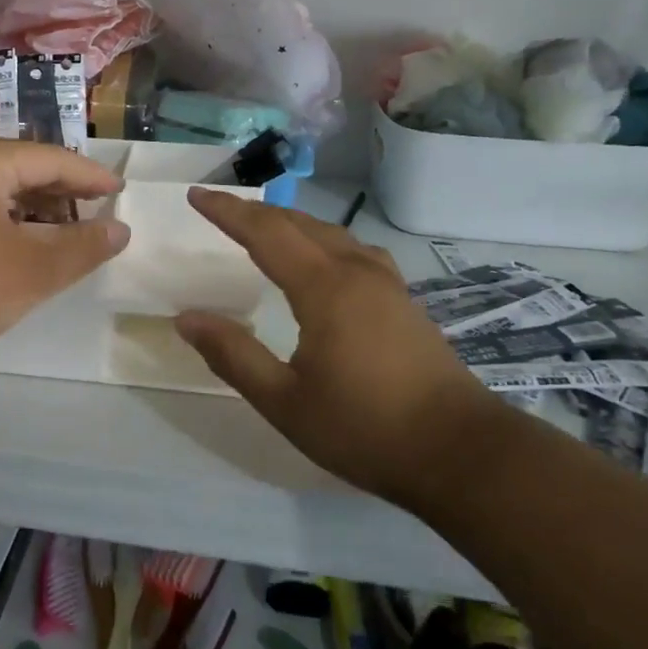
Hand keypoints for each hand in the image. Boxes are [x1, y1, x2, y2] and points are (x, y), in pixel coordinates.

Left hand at [0, 138, 129, 376]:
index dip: (91, 177)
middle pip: (25, 171)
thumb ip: (82, 246)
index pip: (52, 158)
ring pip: (1, 194)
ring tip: (71, 237)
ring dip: (38, 214)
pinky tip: (26, 251)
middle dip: (65, 195)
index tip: (122, 192)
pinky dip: (10, 226)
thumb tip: (121, 229)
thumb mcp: (32, 270)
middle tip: (101, 217)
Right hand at [173, 191, 496, 504]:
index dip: (227, 211)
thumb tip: (187, 318)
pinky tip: (325, 260)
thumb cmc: (365, 429)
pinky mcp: (405, 302)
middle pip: (299, 224)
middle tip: (220, 207)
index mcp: (325, 288)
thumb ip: (233, 355)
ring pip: (331, 234)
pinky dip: (323, 240)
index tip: (196, 195)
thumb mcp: (284, 401)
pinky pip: (354, 251)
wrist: (460, 453)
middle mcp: (357, 272)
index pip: (266, 233)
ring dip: (291, 223)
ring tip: (265, 226)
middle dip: (255, 211)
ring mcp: (388, 285)